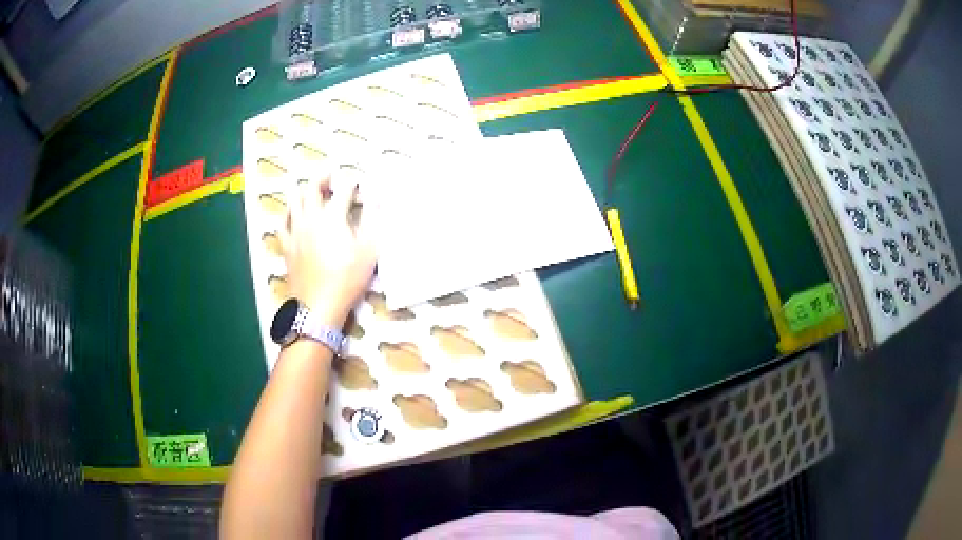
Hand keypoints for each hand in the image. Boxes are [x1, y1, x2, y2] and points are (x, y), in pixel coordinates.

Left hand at [279, 174, 375, 326]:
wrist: (318, 306)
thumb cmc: (346, 279)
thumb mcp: (368, 251)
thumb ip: (372, 221)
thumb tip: (378, 199)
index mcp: (333, 217)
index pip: (343, 191)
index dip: (351, 182)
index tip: (357, 181)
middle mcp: (311, 218)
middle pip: (312, 188)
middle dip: (322, 177)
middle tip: (329, 173)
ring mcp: (295, 231)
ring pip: (294, 201)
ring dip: (303, 191)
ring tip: (310, 189)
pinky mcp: (286, 246)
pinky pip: (282, 222)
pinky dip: (288, 213)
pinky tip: (292, 213)